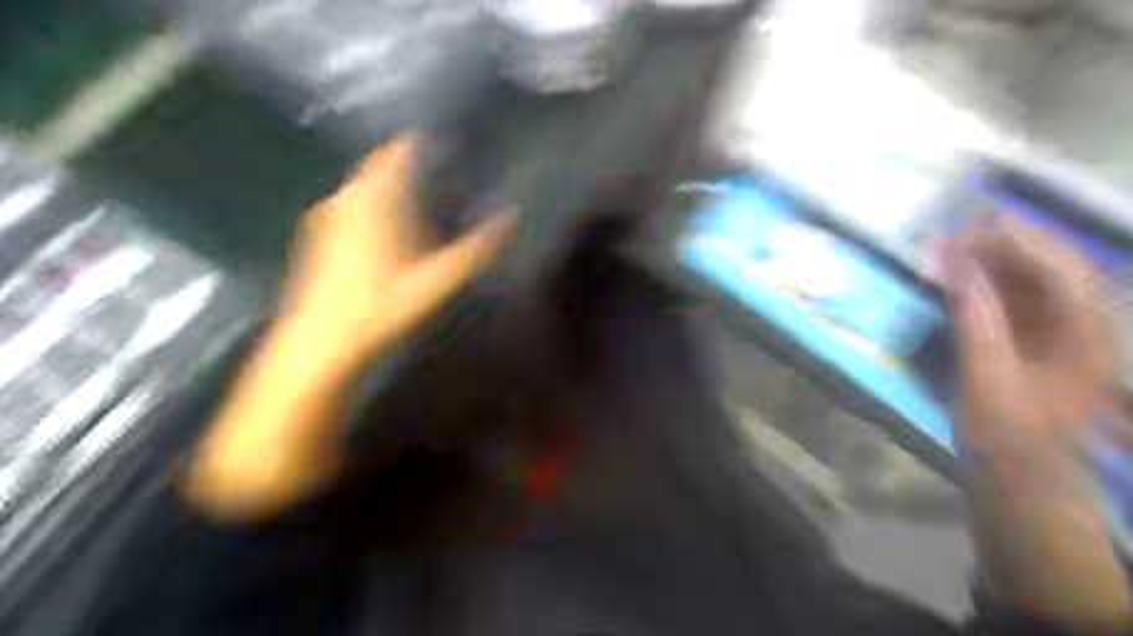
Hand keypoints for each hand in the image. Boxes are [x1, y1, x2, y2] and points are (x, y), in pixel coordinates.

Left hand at [281, 135, 517, 366]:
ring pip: (363, 187)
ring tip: (418, 197)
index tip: (448, 144)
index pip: (398, 152)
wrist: (320, 345)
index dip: (422, 143)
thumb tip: (512, 217)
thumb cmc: (382, 307)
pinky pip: (350, 206)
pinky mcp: (317, 238)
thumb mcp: (438, 280)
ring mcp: (327, 217)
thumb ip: (476, 248)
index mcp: (376, 200)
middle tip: (439, 171)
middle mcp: (346, 198)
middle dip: (406, 163)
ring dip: (388, 185)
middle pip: (379, 167)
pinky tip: (387, 228)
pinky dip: (371, 205)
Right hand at [944, 215, 1117, 468]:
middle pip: (1054, 270)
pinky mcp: (1034, 342)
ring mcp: (1060, 335)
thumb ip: (977, 325)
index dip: (1022, 244)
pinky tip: (959, 276)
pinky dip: (986, 284)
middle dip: (1008, 245)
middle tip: (959, 230)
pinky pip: (1015, 301)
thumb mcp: (988, 385)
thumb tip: (959, 272)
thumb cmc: (1008, 440)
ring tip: (953, 247)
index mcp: (1088, 340)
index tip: (975, 226)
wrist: (1021, 480)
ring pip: (1034, 282)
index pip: (1064, 274)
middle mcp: (1084, 329)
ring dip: (995, 261)